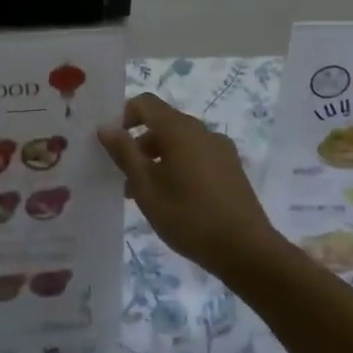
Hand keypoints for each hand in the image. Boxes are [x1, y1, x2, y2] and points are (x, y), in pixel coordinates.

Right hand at [98, 94, 285, 280]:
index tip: (112, 147)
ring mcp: (221, 149)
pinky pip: (197, 156)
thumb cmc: (188, 216)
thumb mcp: (146, 186)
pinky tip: (175, 201)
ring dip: (158, 160)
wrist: (245, 249)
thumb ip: (124, 153)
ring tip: (147, 196)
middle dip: (139, 146)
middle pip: (163, 124)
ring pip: (180, 143)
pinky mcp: (231, 168)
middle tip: (126, 180)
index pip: (145, 103)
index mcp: (180, 129)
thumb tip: (106, 126)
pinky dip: (179, 167)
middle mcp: (202, 131)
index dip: (124, 117)